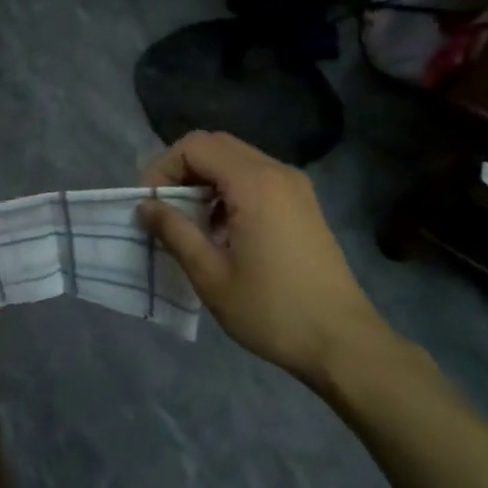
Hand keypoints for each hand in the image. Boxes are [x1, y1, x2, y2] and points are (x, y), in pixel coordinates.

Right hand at [139, 131, 396, 386]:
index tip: (150, 205)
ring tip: (189, 223)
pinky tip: (222, 231)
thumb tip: (145, 206)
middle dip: (181, 170)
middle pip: (216, 146)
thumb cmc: (272, 310)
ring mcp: (295, 187)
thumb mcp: (211, 275)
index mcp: (254, 184)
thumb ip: (174, 231)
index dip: (163, 168)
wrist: (342, 341)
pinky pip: (256, 178)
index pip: (195, 146)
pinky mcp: (303, 204)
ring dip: (205, 180)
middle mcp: (277, 172)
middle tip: (164, 209)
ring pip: (236, 160)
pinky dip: (229, 190)